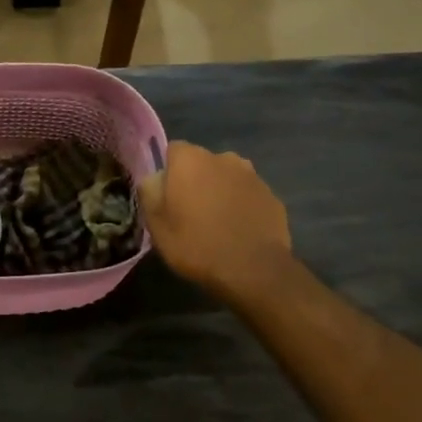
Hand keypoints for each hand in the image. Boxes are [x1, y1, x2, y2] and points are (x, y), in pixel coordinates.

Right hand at [138, 141, 292, 301]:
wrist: (253, 270)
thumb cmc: (196, 245)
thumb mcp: (156, 225)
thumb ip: (150, 193)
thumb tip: (154, 178)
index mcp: (191, 160)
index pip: (173, 150)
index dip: (169, 172)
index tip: (167, 196)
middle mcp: (223, 158)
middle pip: (202, 163)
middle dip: (196, 180)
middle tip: (190, 211)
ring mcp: (252, 176)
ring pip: (227, 177)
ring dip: (220, 191)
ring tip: (217, 221)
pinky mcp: (272, 196)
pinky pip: (248, 195)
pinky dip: (242, 205)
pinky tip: (239, 230)